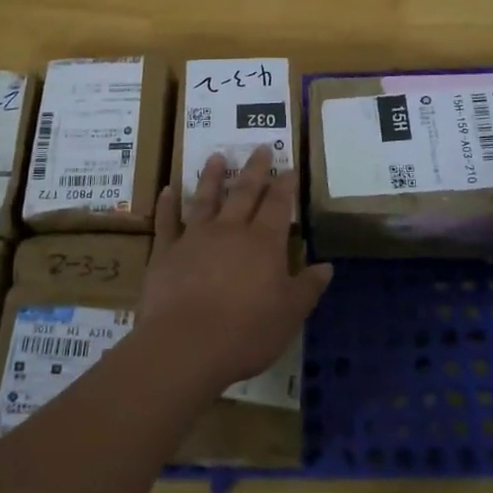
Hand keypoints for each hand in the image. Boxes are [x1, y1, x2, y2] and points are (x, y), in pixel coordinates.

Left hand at [138, 147, 333, 396]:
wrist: (186, 345)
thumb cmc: (246, 333)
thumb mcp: (289, 315)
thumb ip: (307, 287)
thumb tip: (327, 266)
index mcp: (264, 244)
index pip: (278, 205)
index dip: (285, 185)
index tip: (290, 167)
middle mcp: (230, 231)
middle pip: (245, 192)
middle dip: (255, 169)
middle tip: (260, 147)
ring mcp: (195, 238)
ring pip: (206, 199)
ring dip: (213, 177)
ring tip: (217, 156)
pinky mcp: (166, 252)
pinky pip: (167, 222)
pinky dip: (167, 204)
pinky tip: (167, 190)